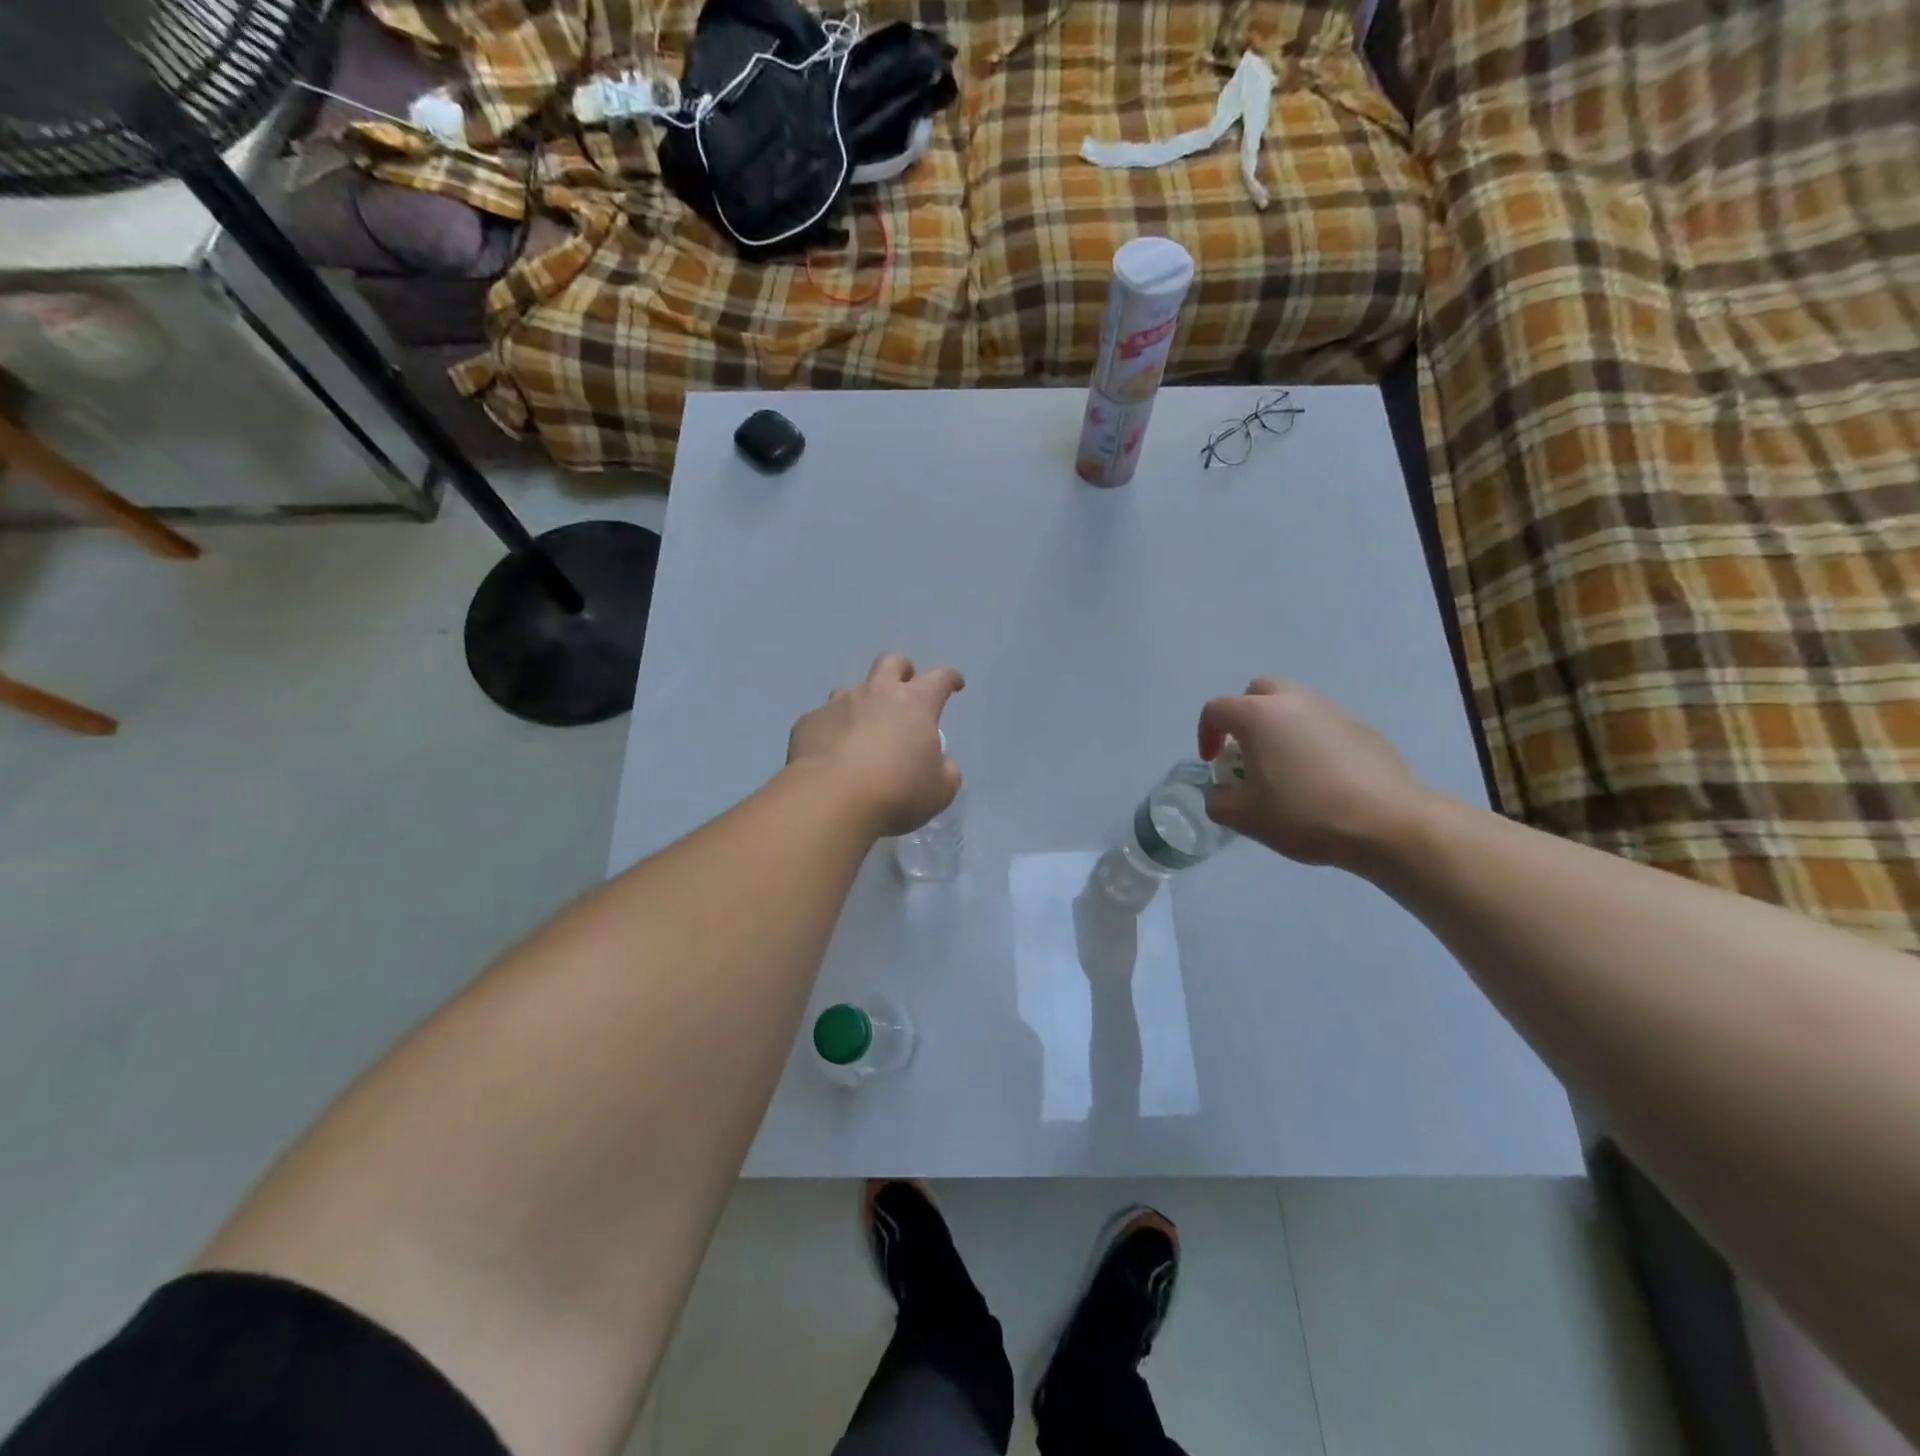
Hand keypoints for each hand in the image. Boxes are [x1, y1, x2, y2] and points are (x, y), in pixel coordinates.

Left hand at [787, 654, 964, 836]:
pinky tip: (831, 754)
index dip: (950, 678)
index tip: (955, 685)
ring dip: (862, 702)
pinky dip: (832, 731)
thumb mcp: (941, 789)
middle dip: (902, 670)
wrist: (831, 799)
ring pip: (851, 689)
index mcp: (915, 703)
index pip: (940, 678)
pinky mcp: (808, 722)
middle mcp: (876, 693)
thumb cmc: (897, 791)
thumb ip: (946, 769)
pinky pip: (823, 719)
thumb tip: (940, 761)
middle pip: (891, 662)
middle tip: (905, 688)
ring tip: (863, 728)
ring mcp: (838, 704)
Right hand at [1199, 678, 1437, 869]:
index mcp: (1258, 716)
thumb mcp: (1244, 817)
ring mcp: (1331, 710)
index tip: (1213, 764)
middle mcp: (1294, 701)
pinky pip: (1321, 724)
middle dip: (1243, 717)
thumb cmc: (1304, 814)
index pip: (1216, 709)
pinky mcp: (1361, 728)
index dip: (1205, 734)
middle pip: (1257, 692)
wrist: (1387, 822)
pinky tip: (1319, 778)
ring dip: (1278, 727)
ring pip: (1292, 705)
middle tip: (1245, 752)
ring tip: (1282, 768)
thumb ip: (1218, 800)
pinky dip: (1309, 740)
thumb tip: (1222, 790)